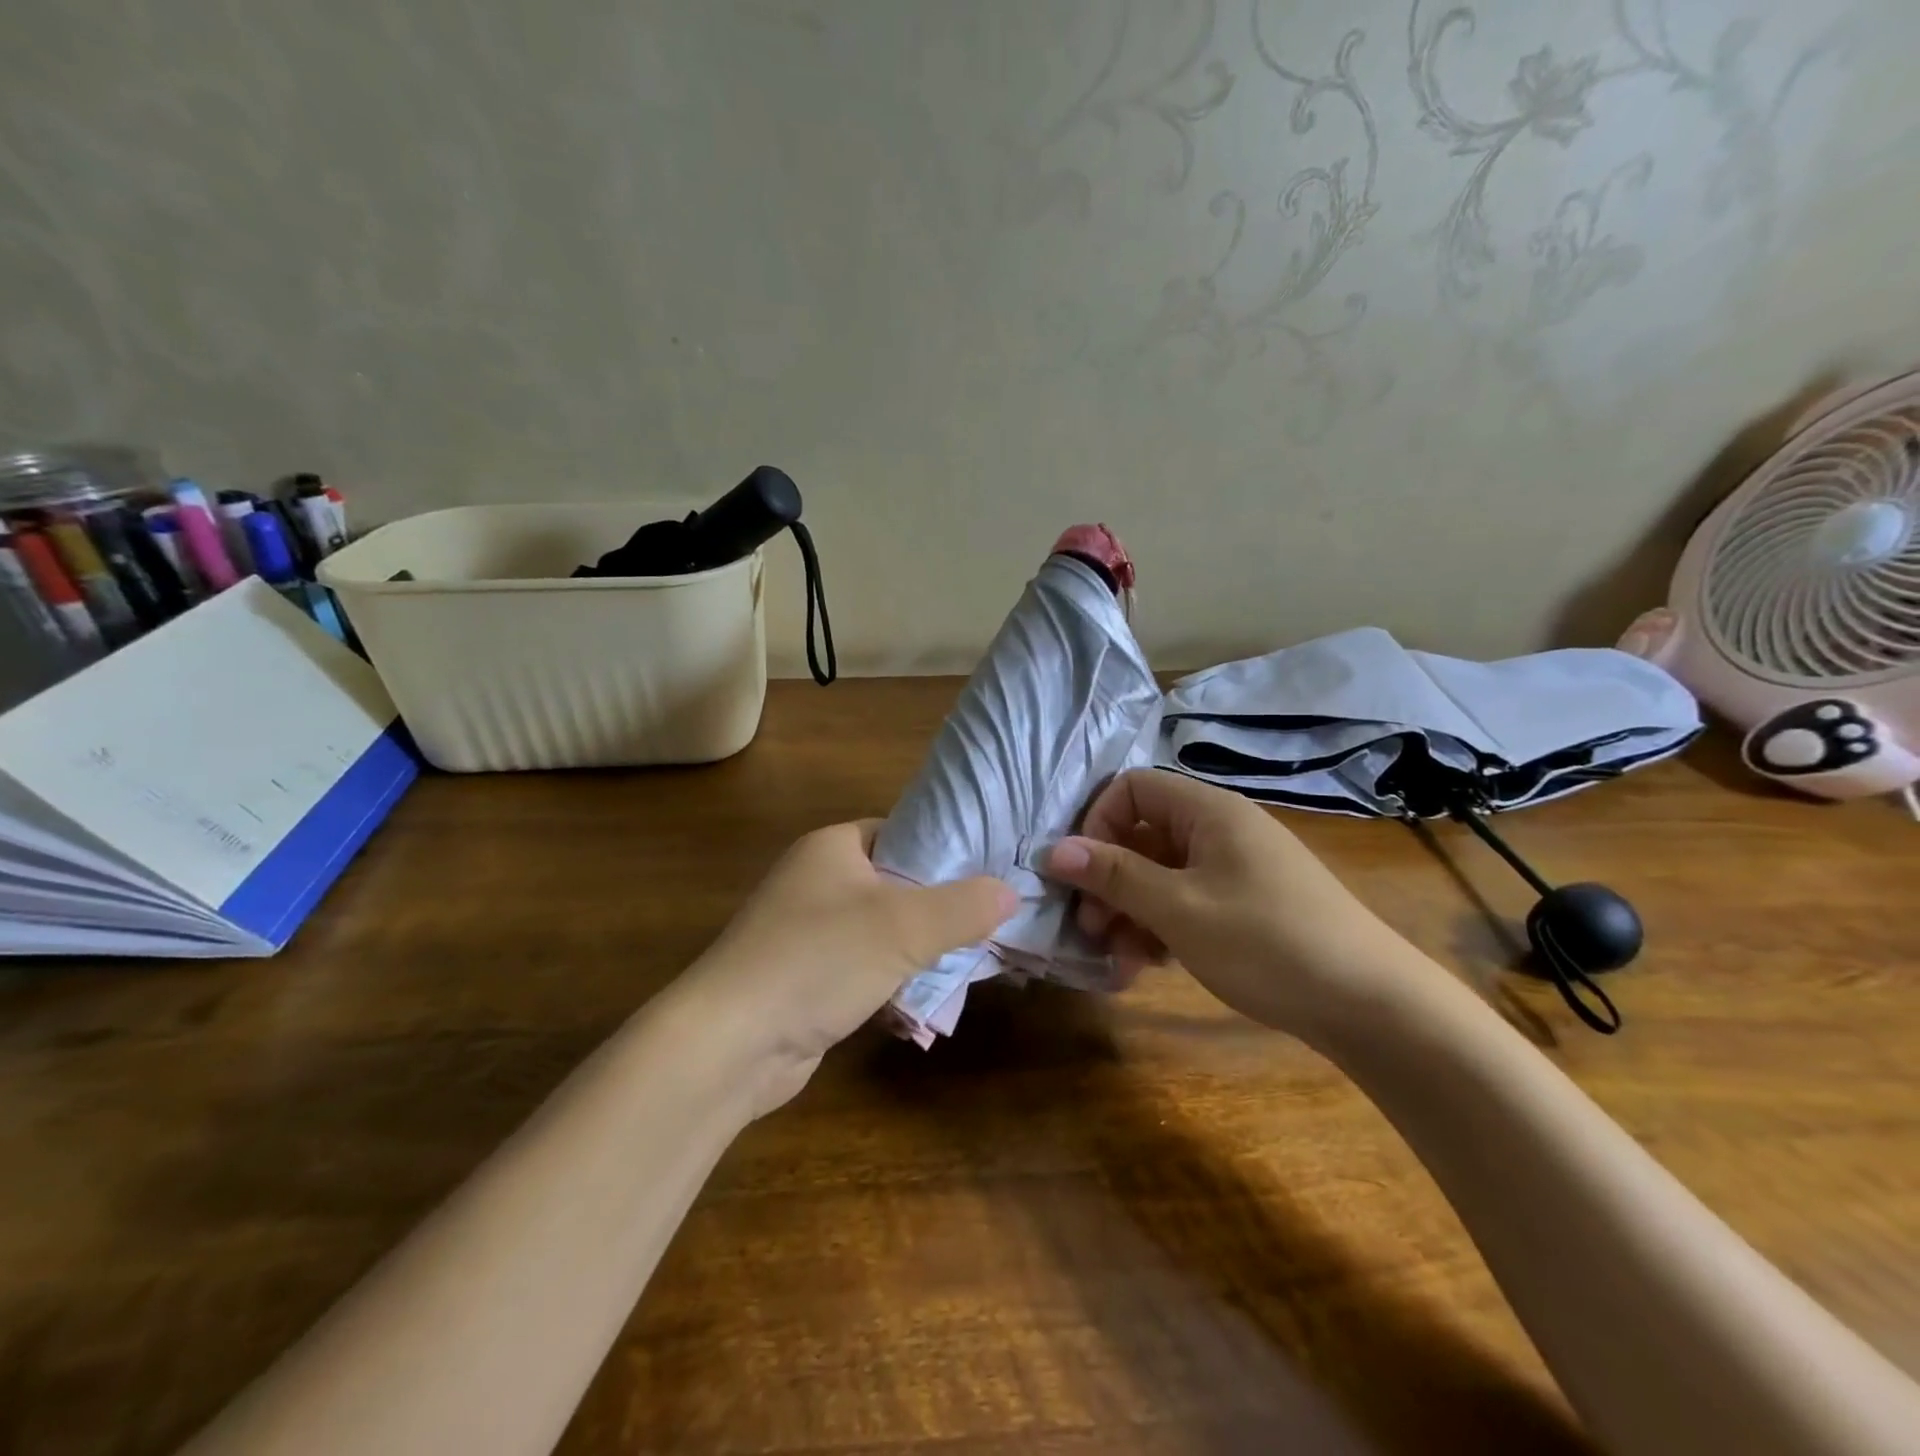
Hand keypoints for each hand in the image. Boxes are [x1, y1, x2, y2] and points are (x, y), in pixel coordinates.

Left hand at [690, 821, 1014, 1111]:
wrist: (730, 1043)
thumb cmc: (818, 960)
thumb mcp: (904, 926)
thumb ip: (963, 906)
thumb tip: (1011, 891)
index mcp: (832, 847)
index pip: (903, 832)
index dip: (947, 848)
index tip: (992, 870)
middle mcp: (816, 880)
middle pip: (896, 883)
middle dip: (940, 906)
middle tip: (991, 921)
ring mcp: (806, 931)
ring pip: (881, 930)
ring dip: (919, 948)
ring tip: (971, 960)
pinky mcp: (804, 978)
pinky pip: (862, 967)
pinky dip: (891, 979)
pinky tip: (925, 1001)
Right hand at [1044, 769, 1419, 1039]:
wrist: (1370, 1004)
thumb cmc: (1266, 942)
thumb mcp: (1178, 909)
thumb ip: (1114, 876)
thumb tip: (1052, 850)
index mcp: (1208, 811)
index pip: (1132, 788)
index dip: (1097, 823)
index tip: (1081, 872)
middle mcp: (1220, 830)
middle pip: (1143, 835)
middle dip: (1108, 879)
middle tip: (1090, 928)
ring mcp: (1235, 869)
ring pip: (1161, 875)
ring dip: (1130, 912)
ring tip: (1118, 959)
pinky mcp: (1246, 905)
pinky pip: (1187, 901)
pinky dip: (1161, 927)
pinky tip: (1149, 967)